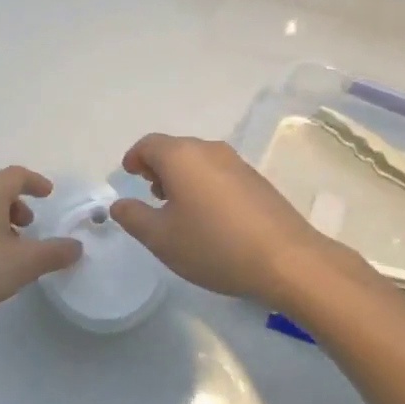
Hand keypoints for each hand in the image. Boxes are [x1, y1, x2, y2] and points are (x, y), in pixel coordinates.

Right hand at [108, 135, 347, 309]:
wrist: (285, 259)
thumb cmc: (213, 245)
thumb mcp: (162, 238)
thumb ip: (134, 218)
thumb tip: (119, 204)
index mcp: (182, 156)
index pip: (149, 144)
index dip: (134, 158)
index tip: (128, 175)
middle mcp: (210, 150)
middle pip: (175, 149)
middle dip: (158, 168)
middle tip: (152, 196)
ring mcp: (238, 163)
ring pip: (199, 161)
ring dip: (183, 177)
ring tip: (179, 210)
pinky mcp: (257, 180)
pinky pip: (220, 173)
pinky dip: (205, 185)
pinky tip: (210, 217)